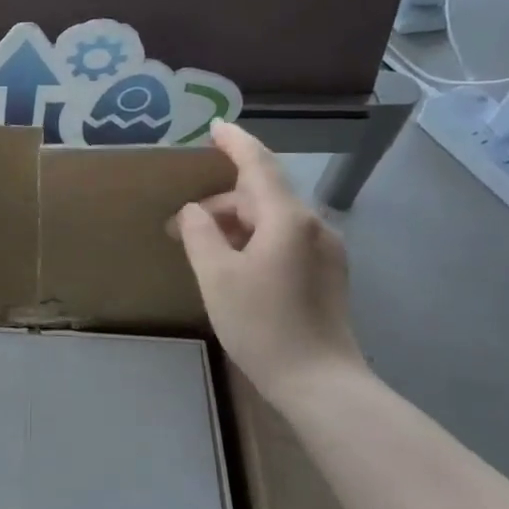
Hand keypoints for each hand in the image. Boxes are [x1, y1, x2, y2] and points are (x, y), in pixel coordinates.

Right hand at [174, 120, 363, 395]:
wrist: (319, 382)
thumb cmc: (262, 325)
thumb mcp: (216, 277)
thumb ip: (199, 234)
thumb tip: (193, 211)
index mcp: (287, 219)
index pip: (258, 165)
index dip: (235, 143)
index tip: (215, 127)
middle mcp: (313, 226)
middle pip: (262, 196)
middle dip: (220, 203)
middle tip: (180, 227)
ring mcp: (326, 251)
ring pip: (274, 221)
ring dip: (236, 226)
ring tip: (203, 250)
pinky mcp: (328, 275)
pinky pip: (286, 241)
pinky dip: (256, 241)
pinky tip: (235, 266)